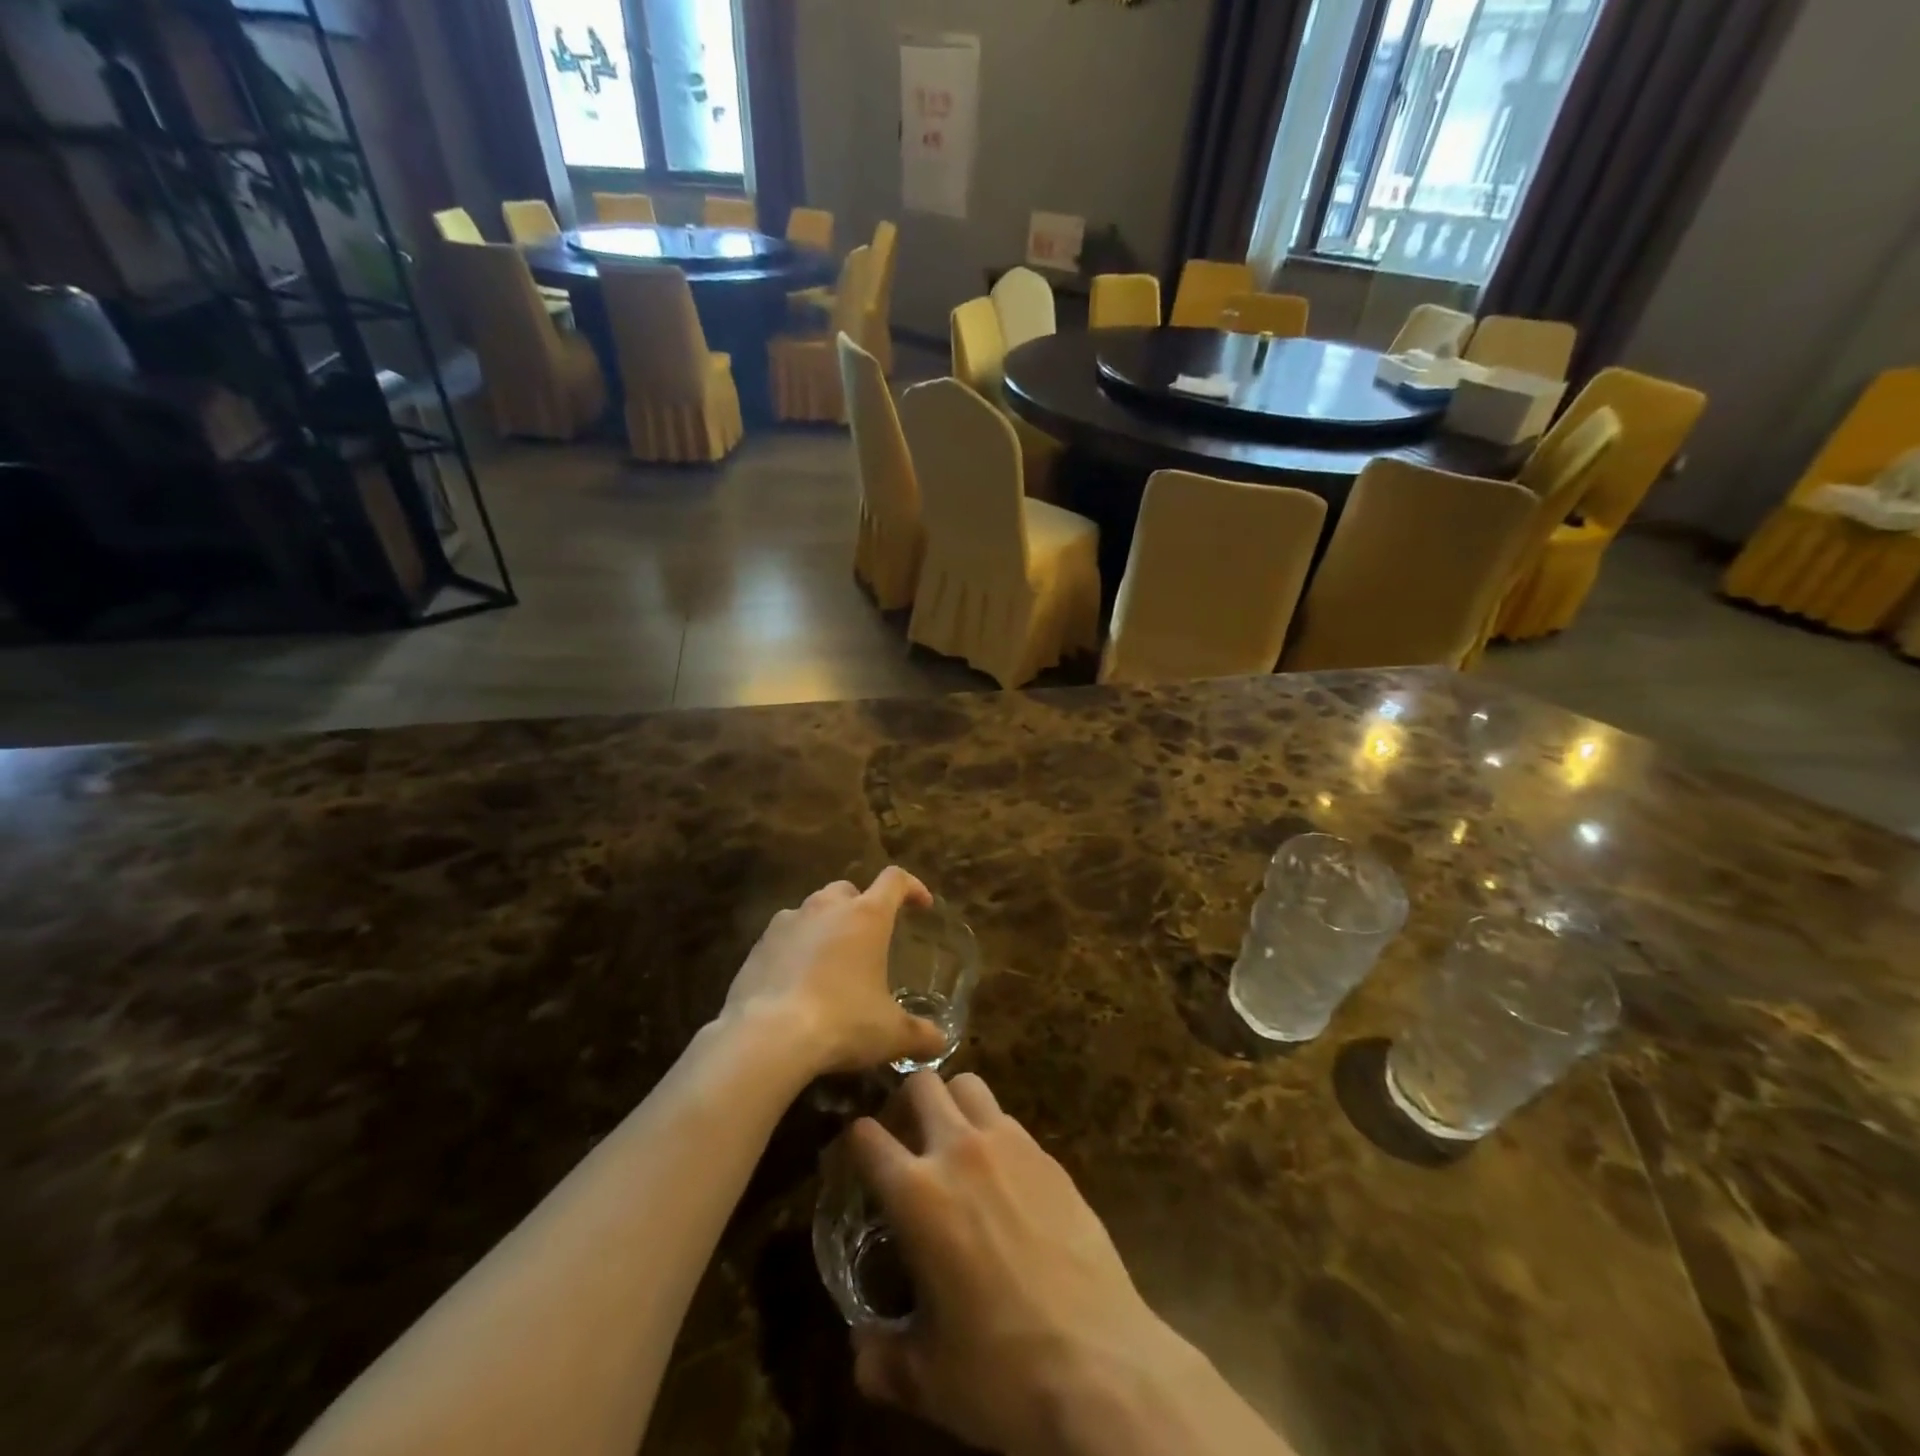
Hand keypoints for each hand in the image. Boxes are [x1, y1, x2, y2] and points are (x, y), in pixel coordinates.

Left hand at [721, 868, 948, 1074]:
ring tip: (831, 961)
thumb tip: (940, 1043)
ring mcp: (787, 922)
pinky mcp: (758, 945)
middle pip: (848, 890)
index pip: (895, 881)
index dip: (912, 887)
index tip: (922, 905)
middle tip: (869, 938)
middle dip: (861, 906)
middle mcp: (826, 908)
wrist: (767, 1037)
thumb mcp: (891, 1034)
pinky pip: (783, 937)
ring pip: (812, 910)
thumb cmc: (842, 1022)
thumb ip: (920, 1035)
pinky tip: (796, 981)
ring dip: (825, 926)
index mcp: (866, 916)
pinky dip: (794, 949)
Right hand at [847, 1073, 1191, 1455]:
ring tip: (953, 1144)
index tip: (853, 1160)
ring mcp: (1010, 1145)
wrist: (1101, 1364)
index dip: (852, 1142)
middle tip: (905, 1139)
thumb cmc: (1002, 1371)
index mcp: (917, 1193)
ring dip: (952, 1104)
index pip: (866, 1136)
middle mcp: (960, 1150)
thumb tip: (861, 1349)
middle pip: (923, 1084)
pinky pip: (1009, 1119)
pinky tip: (1001, 1177)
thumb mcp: (928, 1378)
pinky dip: (993, 1132)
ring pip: (970, 1085)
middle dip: (905, 1103)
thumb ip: (880, 1357)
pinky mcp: (1049, 1155)